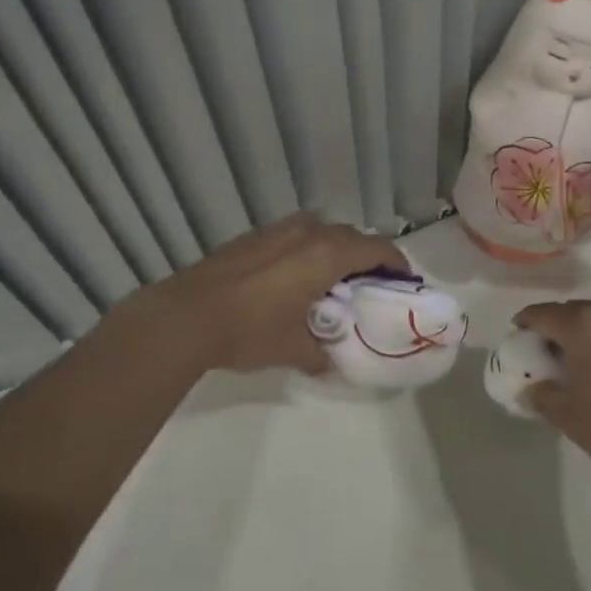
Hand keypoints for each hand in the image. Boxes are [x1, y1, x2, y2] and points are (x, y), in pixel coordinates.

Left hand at [120, 213, 403, 374]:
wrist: (187, 315)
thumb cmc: (250, 330)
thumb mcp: (293, 349)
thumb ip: (320, 353)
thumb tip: (328, 360)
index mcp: (326, 255)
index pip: (376, 248)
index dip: (395, 262)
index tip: (403, 279)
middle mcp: (307, 233)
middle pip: (350, 235)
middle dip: (365, 255)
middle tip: (369, 283)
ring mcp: (277, 231)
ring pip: (320, 230)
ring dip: (334, 248)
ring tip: (331, 278)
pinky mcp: (253, 237)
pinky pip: (294, 235)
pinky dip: (306, 249)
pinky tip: (292, 276)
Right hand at [517, 298, 590, 510]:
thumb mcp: (569, 418)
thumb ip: (543, 394)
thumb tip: (532, 387)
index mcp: (584, 325)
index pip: (544, 313)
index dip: (527, 323)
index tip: (520, 335)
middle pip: (578, 312)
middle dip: (562, 329)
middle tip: (553, 354)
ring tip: (590, 362)